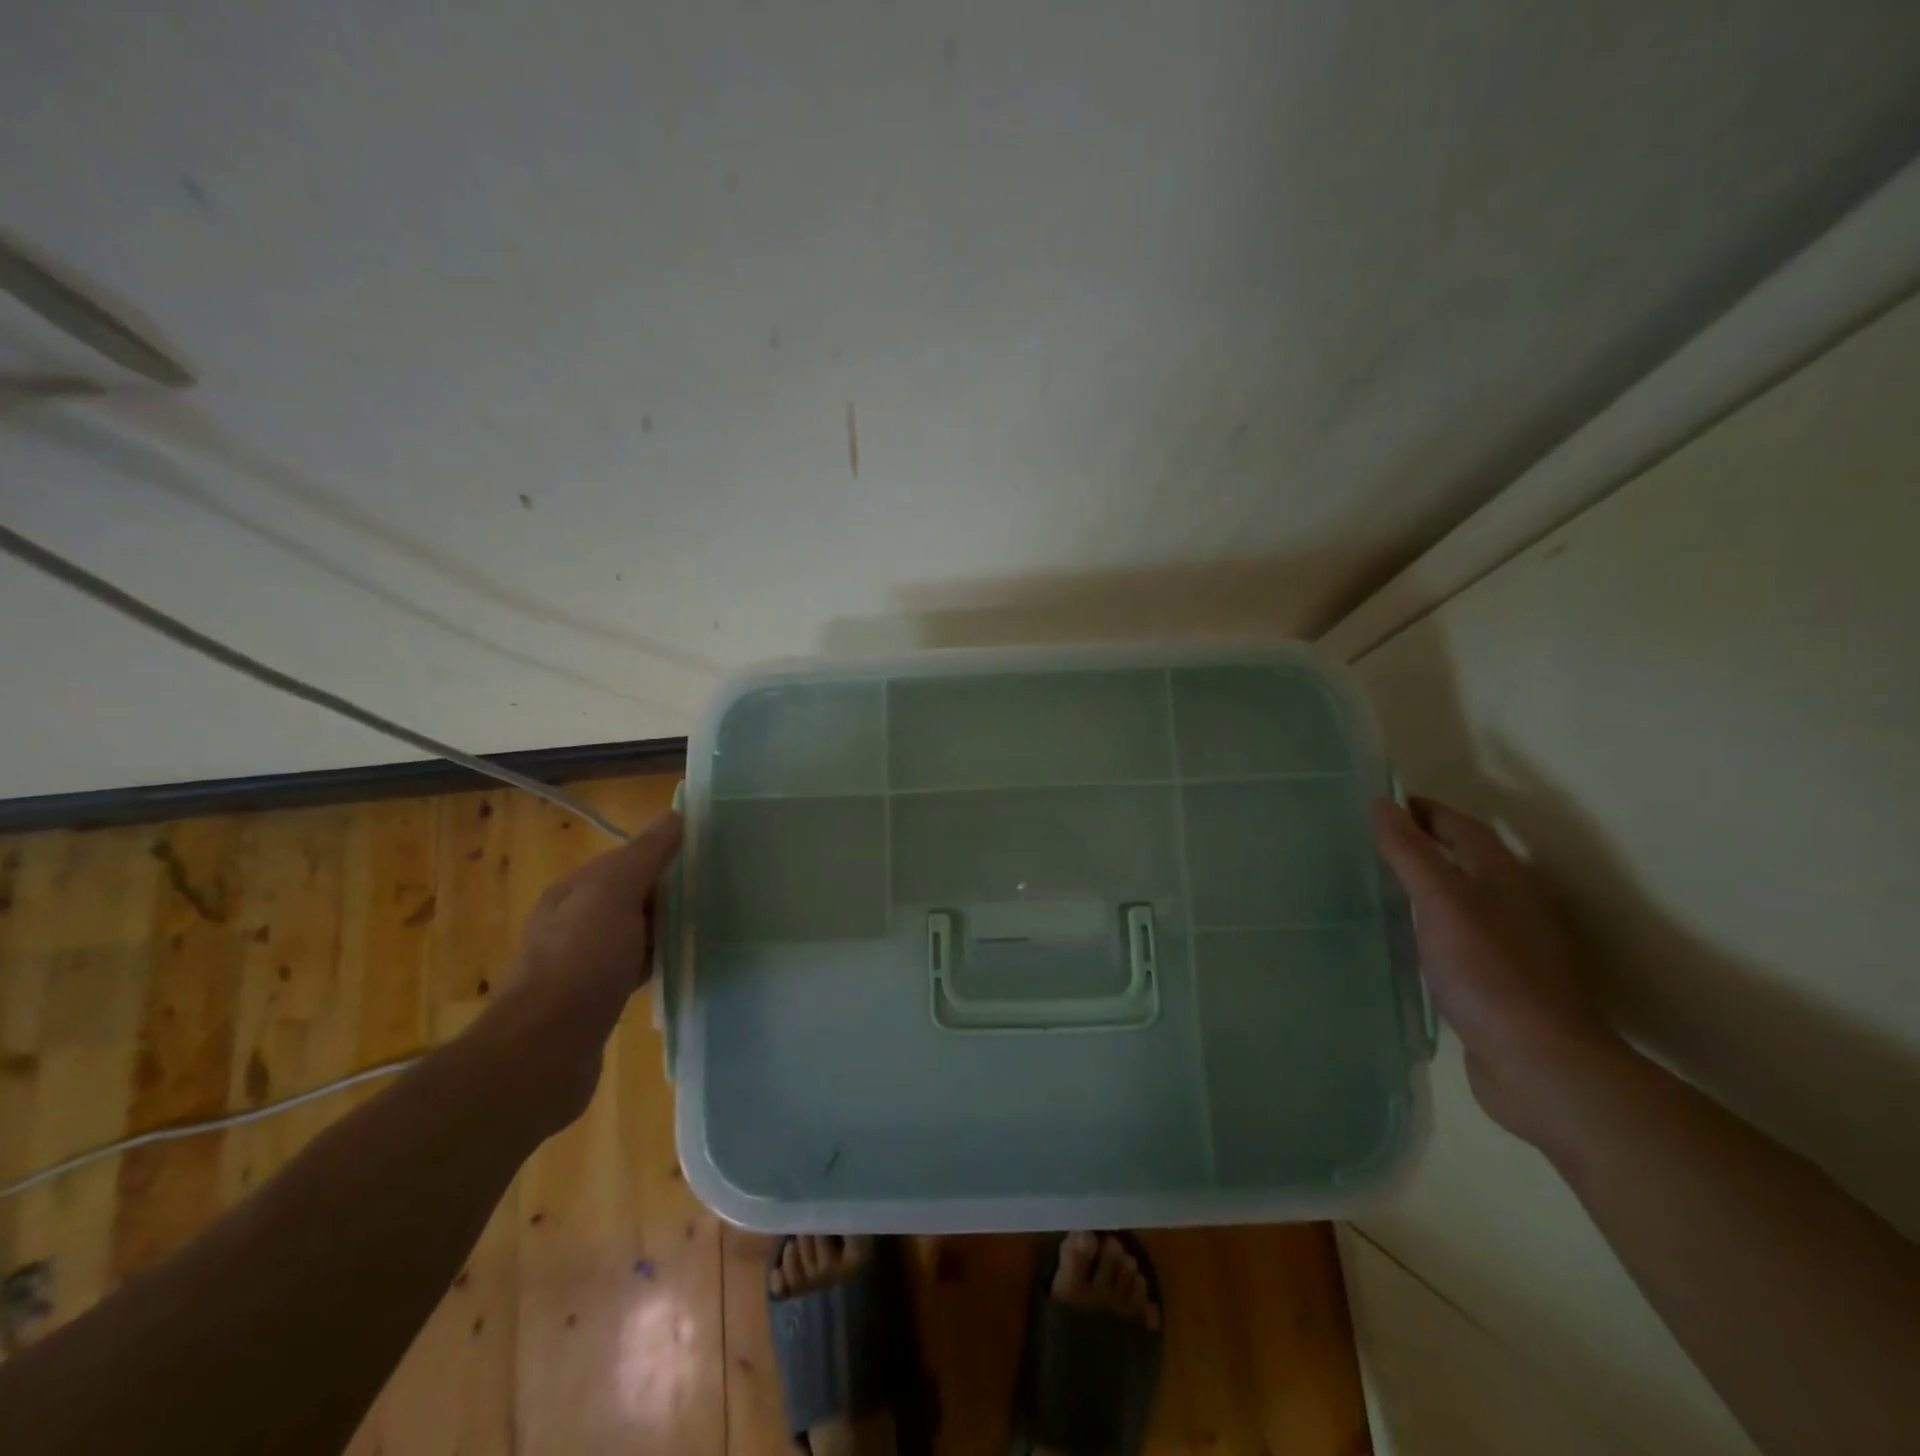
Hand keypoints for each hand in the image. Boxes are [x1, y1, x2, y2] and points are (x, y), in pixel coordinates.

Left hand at [486, 809, 682, 1122]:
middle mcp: (572, 924)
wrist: (543, 1051)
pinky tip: (678, 969)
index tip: (704, 860)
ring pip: (633, 934)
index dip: (662, 856)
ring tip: (704, 930)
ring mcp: (580, 965)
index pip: (624, 861)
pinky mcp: (593, 1001)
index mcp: (573, 893)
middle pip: (630, 897)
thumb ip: (644, 855)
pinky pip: (633, 969)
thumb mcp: (614, 894)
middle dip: (667, 895)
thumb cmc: (581, 962)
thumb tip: (673, 815)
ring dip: (663, 931)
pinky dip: (655, 963)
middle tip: (714, 895)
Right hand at [1370, 795, 1620, 1145]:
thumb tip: (1381, 804)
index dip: (1425, 811)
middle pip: (1466, 859)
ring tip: (1380, 883)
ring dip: (1428, 884)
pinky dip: (1431, 923)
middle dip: (1426, 843)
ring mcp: (1509, 945)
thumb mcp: (1441, 901)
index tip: (1383, 804)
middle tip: (1374, 840)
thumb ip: (1410, 852)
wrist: (1539, 1062)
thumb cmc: (1488, 971)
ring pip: (1462, 899)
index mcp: (1503, 877)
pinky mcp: (1498, 981)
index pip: (1462, 827)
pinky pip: (1458, 935)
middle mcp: (1512, 904)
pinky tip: (1407, 938)